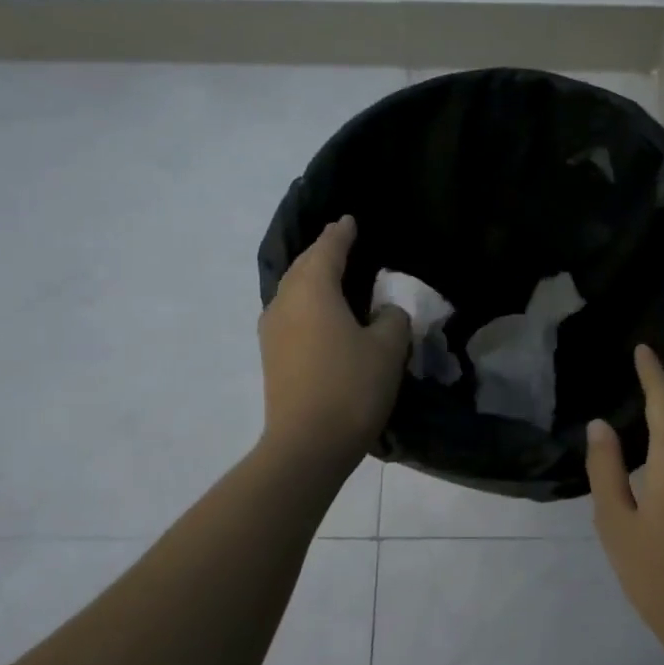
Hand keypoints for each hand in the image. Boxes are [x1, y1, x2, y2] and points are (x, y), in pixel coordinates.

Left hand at [258, 216, 410, 468]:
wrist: (307, 445)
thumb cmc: (351, 387)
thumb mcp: (388, 348)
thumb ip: (392, 318)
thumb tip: (383, 312)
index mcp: (312, 290)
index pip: (328, 249)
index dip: (341, 233)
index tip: (350, 220)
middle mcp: (285, 301)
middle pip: (304, 266)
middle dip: (323, 251)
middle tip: (343, 241)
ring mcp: (272, 330)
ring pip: (294, 290)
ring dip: (313, 278)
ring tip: (335, 275)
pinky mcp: (272, 355)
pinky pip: (291, 313)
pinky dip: (308, 302)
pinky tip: (324, 313)